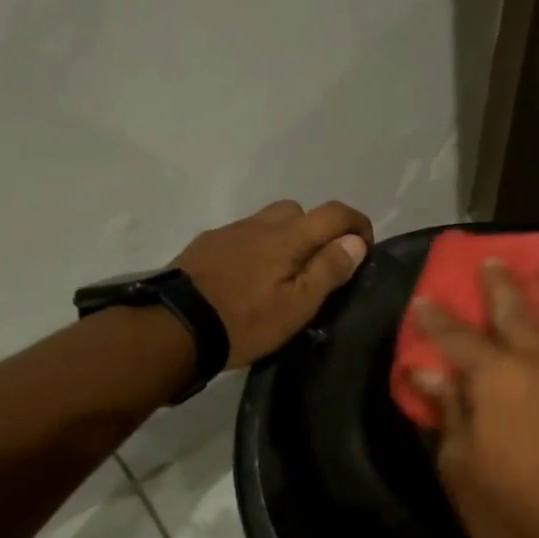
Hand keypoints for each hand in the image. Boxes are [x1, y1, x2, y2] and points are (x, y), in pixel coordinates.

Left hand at [177, 200, 373, 366]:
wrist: (174, 327)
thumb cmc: (245, 321)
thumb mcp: (298, 306)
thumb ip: (328, 269)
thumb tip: (355, 241)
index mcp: (288, 237)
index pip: (334, 213)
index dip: (357, 224)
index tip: (364, 249)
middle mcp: (260, 224)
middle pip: (299, 211)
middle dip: (317, 230)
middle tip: (318, 266)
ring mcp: (229, 232)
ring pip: (268, 222)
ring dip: (285, 238)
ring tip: (281, 275)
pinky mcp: (205, 245)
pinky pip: (242, 236)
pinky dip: (256, 248)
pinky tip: (247, 279)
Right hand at [412, 259, 538, 537]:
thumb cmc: (505, 509)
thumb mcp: (458, 463)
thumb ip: (447, 409)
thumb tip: (425, 372)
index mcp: (494, 376)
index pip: (456, 337)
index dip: (437, 319)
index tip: (424, 299)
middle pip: (515, 312)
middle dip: (499, 285)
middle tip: (492, 261)